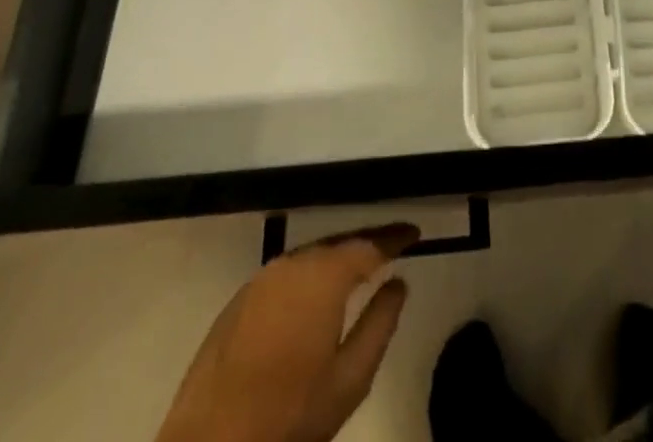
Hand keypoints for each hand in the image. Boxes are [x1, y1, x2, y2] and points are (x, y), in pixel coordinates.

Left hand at [154, 224, 418, 441]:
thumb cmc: (288, 419)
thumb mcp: (350, 380)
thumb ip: (380, 323)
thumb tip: (398, 283)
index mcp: (324, 275)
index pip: (370, 244)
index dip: (396, 237)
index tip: (416, 233)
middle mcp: (292, 264)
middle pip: (338, 243)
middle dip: (366, 244)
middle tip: (391, 249)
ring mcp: (260, 281)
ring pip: (310, 257)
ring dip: (335, 260)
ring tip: (358, 269)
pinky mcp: (236, 303)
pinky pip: (285, 276)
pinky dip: (307, 277)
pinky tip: (314, 296)